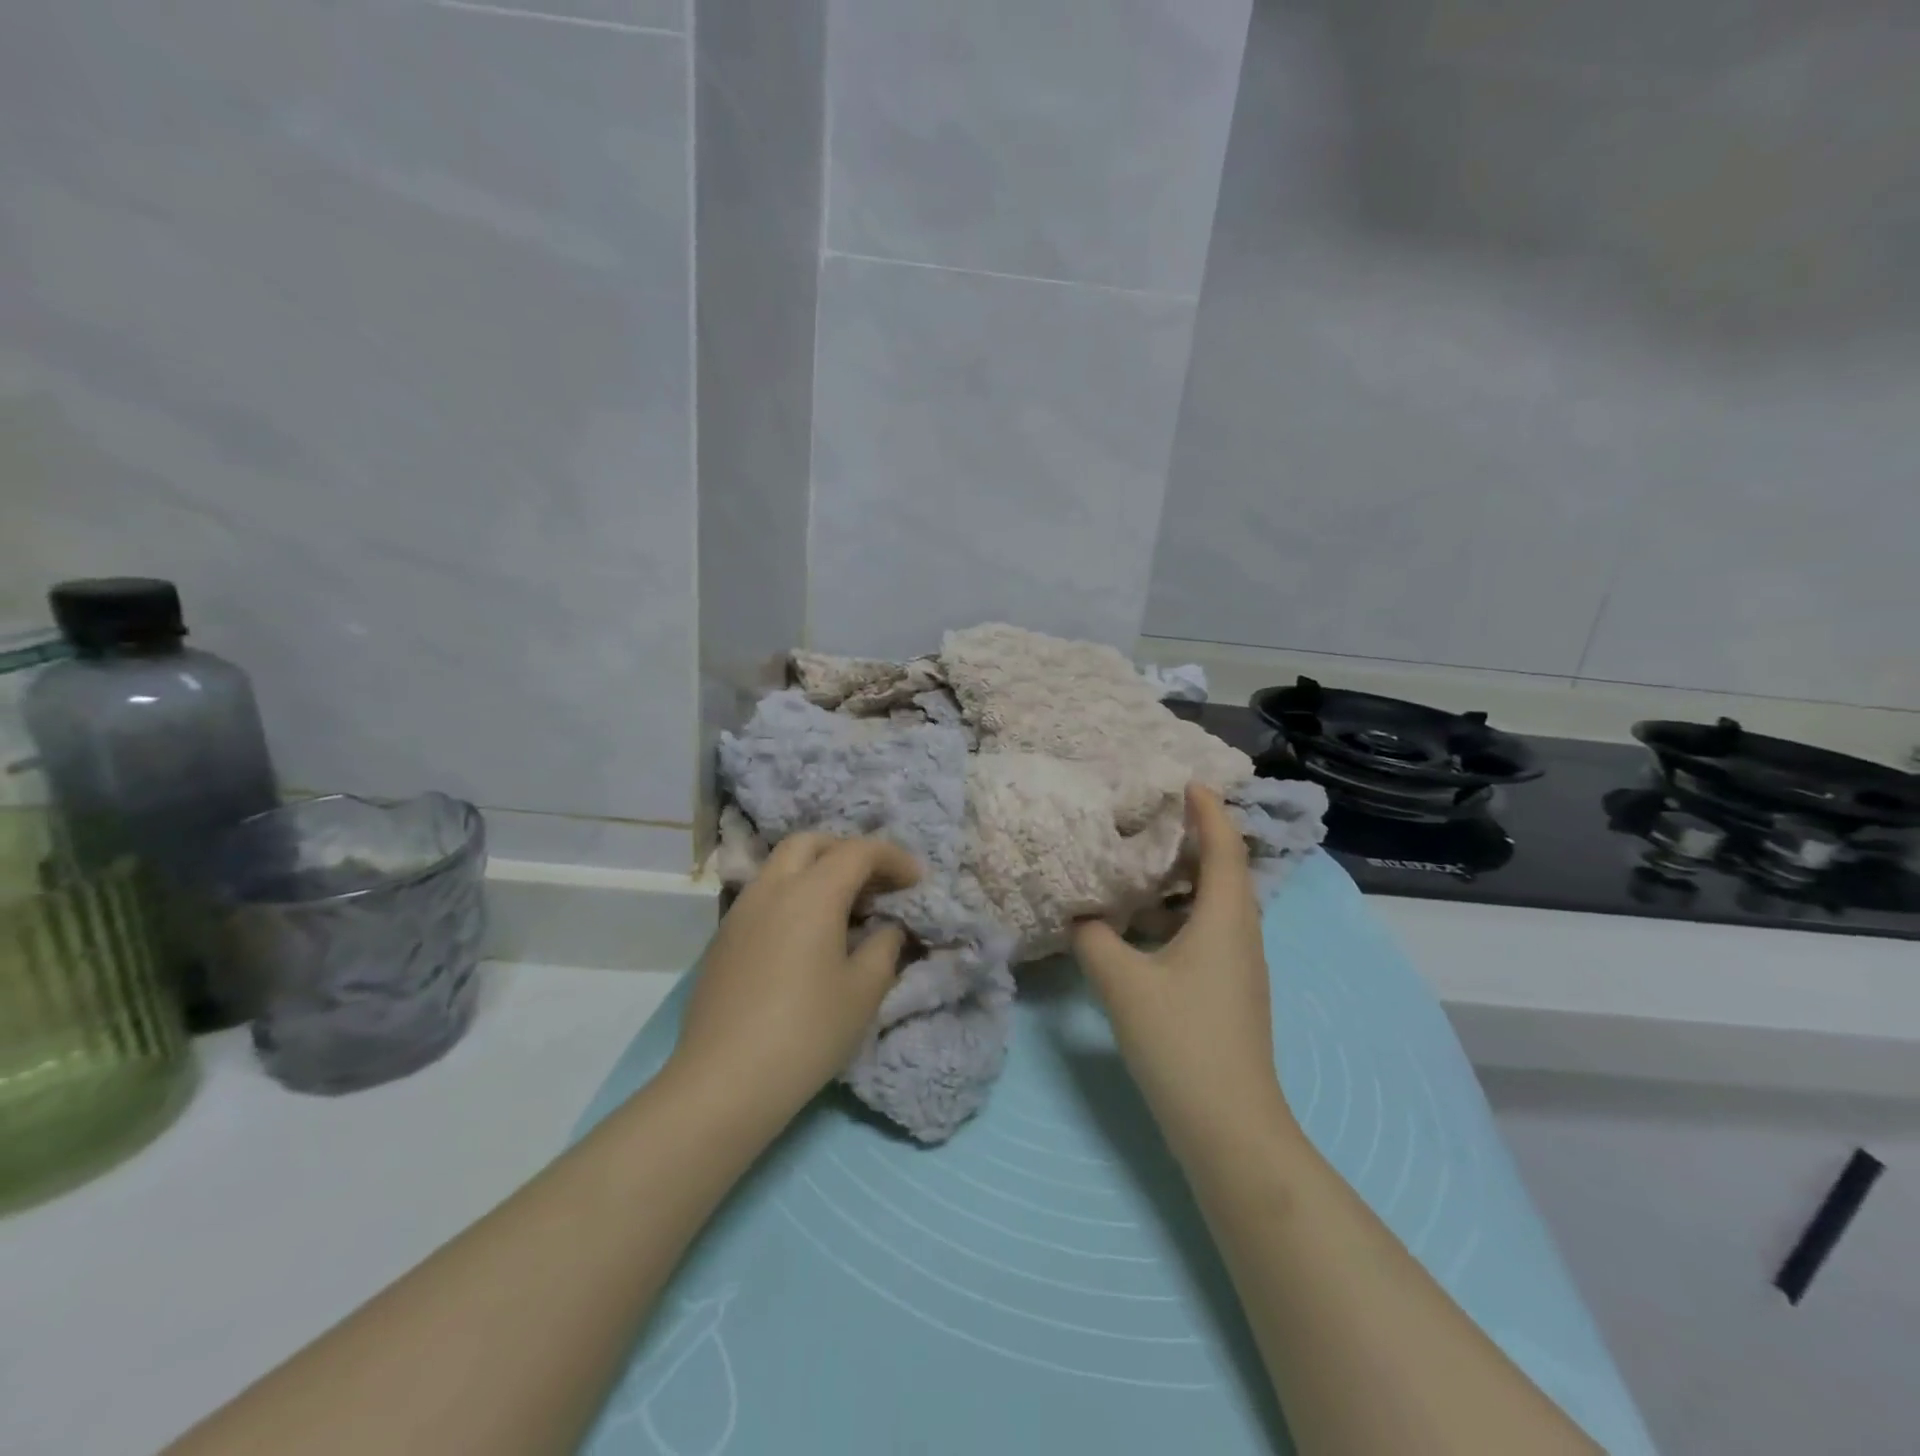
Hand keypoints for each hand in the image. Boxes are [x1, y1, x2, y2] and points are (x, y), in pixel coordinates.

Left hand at [666, 834, 921, 1130]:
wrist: (725, 1081)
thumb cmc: (807, 1032)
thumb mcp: (864, 990)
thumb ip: (884, 945)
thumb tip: (886, 927)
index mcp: (812, 893)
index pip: (858, 851)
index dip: (893, 858)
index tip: (916, 880)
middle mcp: (772, 888)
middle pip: (811, 843)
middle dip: (847, 851)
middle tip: (875, 882)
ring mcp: (740, 911)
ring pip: (781, 866)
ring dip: (816, 871)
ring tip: (843, 909)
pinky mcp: (723, 938)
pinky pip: (764, 896)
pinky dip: (792, 896)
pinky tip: (806, 936)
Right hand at [1072, 786, 1297, 1162]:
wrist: (1229, 1128)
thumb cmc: (1181, 1041)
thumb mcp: (1123, 983)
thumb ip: (1094, 940)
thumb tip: (1080, 917)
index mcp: (1225, 920)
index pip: (1224, 848)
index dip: (1210, 811)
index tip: (1189, 782)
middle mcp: (1241, 935)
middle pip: (1225, 872)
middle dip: (1197, 839)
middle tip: (1156, 818)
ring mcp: (1240, 967)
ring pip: (1215, 906)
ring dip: (1185, 881)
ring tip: (1143, 866)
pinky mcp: (1230, 992)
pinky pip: (1208, 933)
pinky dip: (1180, 915)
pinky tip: (1144, 928)